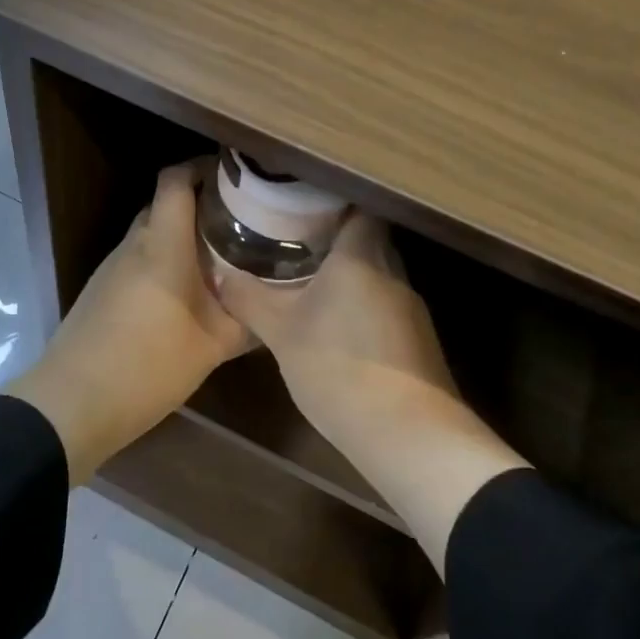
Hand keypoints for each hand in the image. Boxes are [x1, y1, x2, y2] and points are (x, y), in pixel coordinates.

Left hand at [8, 162, 249, 481]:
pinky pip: (140, 258)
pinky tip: (186, 290)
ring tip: (220, 254)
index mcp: (162, 246)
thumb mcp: (211, 348)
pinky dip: (165, 260)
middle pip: (166, 204)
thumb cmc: (147, 367)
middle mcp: (135, 245)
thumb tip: (273, 309)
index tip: (235, 177)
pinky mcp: (103, 288)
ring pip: (152, 232)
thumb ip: (246, 322)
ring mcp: (113, 266)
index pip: (175, 181)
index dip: (202, 168)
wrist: (73, 403)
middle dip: (201, 204)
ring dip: (182, 235)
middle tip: (240, 220)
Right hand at [215, 213, 525, 574]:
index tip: (300, 207)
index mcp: (361, 257)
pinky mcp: (418, 340)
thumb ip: (251, 300)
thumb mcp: (281, 334)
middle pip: (368, 240)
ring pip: (377, 276)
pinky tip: (338, 328)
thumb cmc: (339, 368)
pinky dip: (363, 307)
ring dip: (349, 277)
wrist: (408, 434)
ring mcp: (411, 308)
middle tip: (295, 244)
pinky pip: (385, 306)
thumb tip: (222, 275)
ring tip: (310, 284)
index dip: (331, 204)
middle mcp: (392, 273)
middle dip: (335, 242)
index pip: (358, 209)